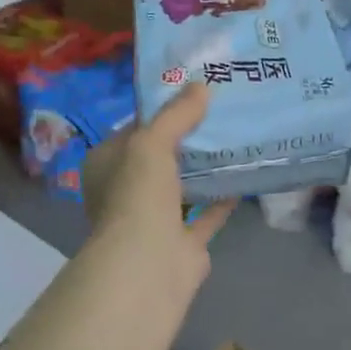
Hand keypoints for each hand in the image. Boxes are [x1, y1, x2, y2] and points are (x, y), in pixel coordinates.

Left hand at [82, 82, 234, 304]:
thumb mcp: (152, 142)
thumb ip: (176, 114)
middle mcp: (126, 192)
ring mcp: (154, 220)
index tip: (192, 93)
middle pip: (160, 158)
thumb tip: (200, 85)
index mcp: (107, 166)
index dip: (161, 112)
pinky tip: (243, 177)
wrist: (149, 264)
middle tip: (220, 112)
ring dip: (204, 169)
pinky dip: (221, 199)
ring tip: (234, 139)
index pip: (134, 130)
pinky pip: (205, 214)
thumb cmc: (138, 195)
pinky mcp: (182, 243)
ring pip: (182, 187)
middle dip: (186, 139)